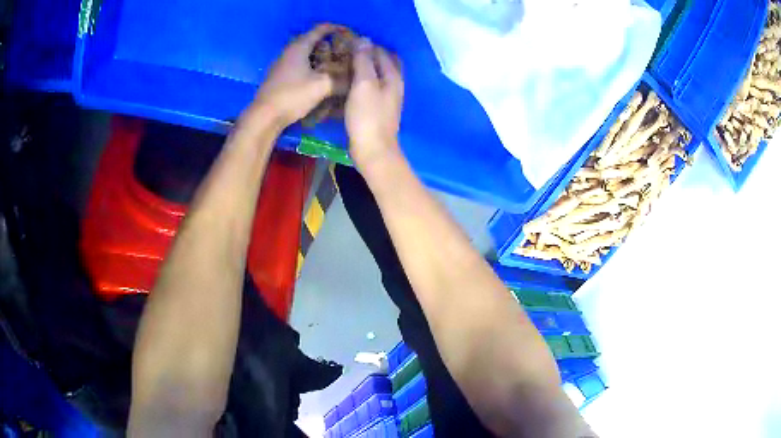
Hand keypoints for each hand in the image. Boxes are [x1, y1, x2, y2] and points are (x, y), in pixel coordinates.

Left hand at [251, 24, 342, 128]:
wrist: (265, 116)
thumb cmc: (292, 96)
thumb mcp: (322, 86)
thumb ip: (341, 80)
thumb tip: (356, 78)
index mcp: (299, 47)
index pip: (320, 29)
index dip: (336, 28)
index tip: (349, 34)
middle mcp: (289, 52)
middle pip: (313, 41)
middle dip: (330, 44)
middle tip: (345, 52)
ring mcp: (282, 64)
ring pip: (306, 54)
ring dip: (321, 57)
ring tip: (336, 66)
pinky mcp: (280, 77)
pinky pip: (300, 65)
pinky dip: (312, 67)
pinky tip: (320, 78)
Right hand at [346, 38, 404, 170]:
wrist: (373, 150)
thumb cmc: (368, 115)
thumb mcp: (364, 84)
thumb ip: (364, 61)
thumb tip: (364, 39)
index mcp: (393, 76)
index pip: (382, 52)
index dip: (367, 45)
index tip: (348, 43)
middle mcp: (394, 85)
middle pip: (384, 63)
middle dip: (369, 55)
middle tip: (348, 53)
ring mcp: (388, 98)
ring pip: (377, 76)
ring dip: (364, 69)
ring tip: (345, 65)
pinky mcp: (379, 110)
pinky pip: (371, 89)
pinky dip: (362, 82)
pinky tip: (349, 85)